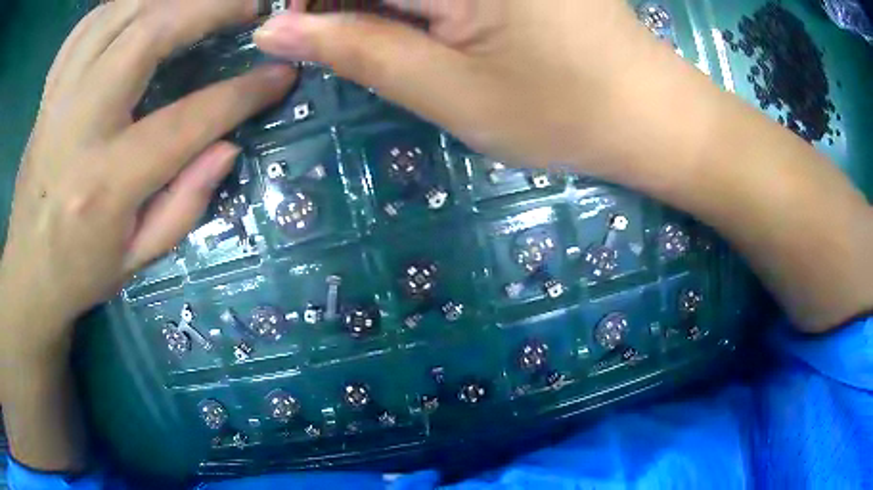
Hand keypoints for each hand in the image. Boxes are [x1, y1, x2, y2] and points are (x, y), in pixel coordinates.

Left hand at [0, 0, 294, 366]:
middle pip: (148, 34)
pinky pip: (88, 25)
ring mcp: (58, 100)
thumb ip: (186, 204)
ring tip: (201, 2)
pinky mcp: (49, 91)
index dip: (241, 93)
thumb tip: (229, 145)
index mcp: (105, 185)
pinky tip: (143, 10)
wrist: (27, 271)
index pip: (185, 121)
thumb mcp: (138, 259)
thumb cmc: (80, 272)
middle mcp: (78, 127)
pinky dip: (122, 5)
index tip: (281, 74)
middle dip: (209, 8)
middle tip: (249, 7)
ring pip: (118, 14)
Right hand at [255, 0, 669, 170]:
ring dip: (378, 3)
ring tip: (403, 41)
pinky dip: (414, 2)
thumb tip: (274, 30)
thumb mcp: (447, 90)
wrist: (649, 114)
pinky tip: (428, 23)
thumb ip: (356, 49)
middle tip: (350, 41)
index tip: (294, 34)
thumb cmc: (561, 112)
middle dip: (346, 2)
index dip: (308, 1)